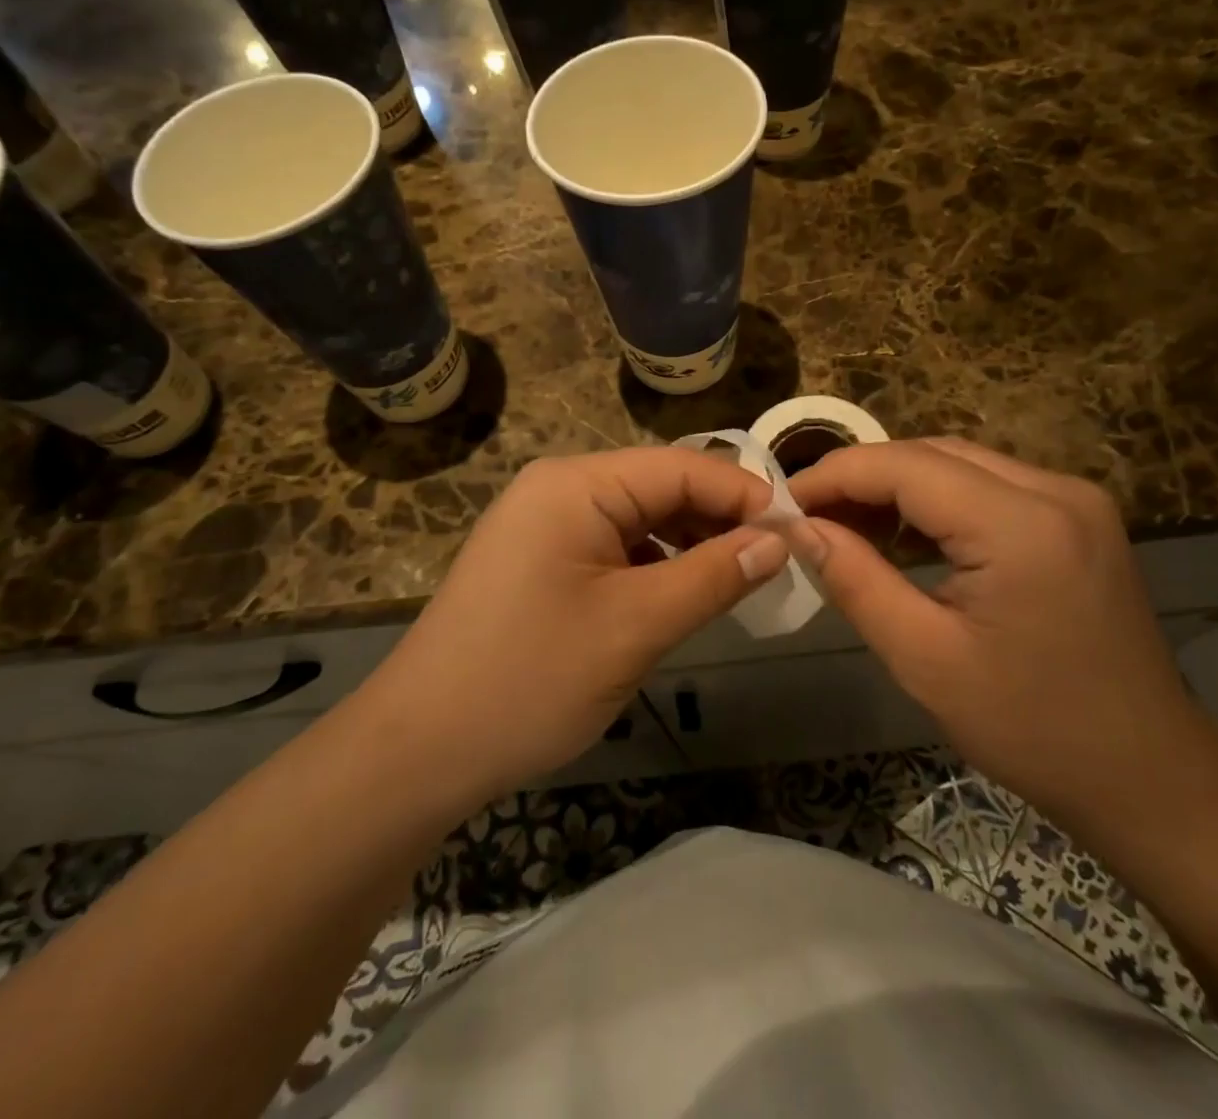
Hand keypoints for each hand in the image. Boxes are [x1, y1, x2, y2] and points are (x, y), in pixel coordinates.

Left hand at [361, 447, 788, 807]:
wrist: (418, 751)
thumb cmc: (530, 679)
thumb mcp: (636, 626)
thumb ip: (713, 576)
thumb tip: (779, 541)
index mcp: (577, 484)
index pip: (682, 467)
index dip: (745, 495)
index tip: (799, 531)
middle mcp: (559, 488)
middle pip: (660, 487)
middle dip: (719, 520)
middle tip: (777, 561)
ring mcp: (544, 523)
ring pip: (640, 519)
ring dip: (690, 544)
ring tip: (738, 579)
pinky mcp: (540, 560)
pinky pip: (614, 546)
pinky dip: (655, 565)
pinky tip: (682, 594)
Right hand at [789, 437, 1209, 820]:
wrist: (1148, 773)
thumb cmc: (1032, 729)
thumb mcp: (925, 659)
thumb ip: (855, 580)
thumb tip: (797, 528)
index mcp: (1022, 526)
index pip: (905, 466)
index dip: (835, 475)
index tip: (782, 503)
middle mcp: (1055, 490)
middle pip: (932, 454)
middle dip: (862, 478)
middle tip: (808, 517)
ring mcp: (1073, 497)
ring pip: (958, 463)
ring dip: (897, 487)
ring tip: (844, 525)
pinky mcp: (1077, 514)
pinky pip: (988, 486)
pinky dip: (937, 501)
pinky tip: (902, 535)